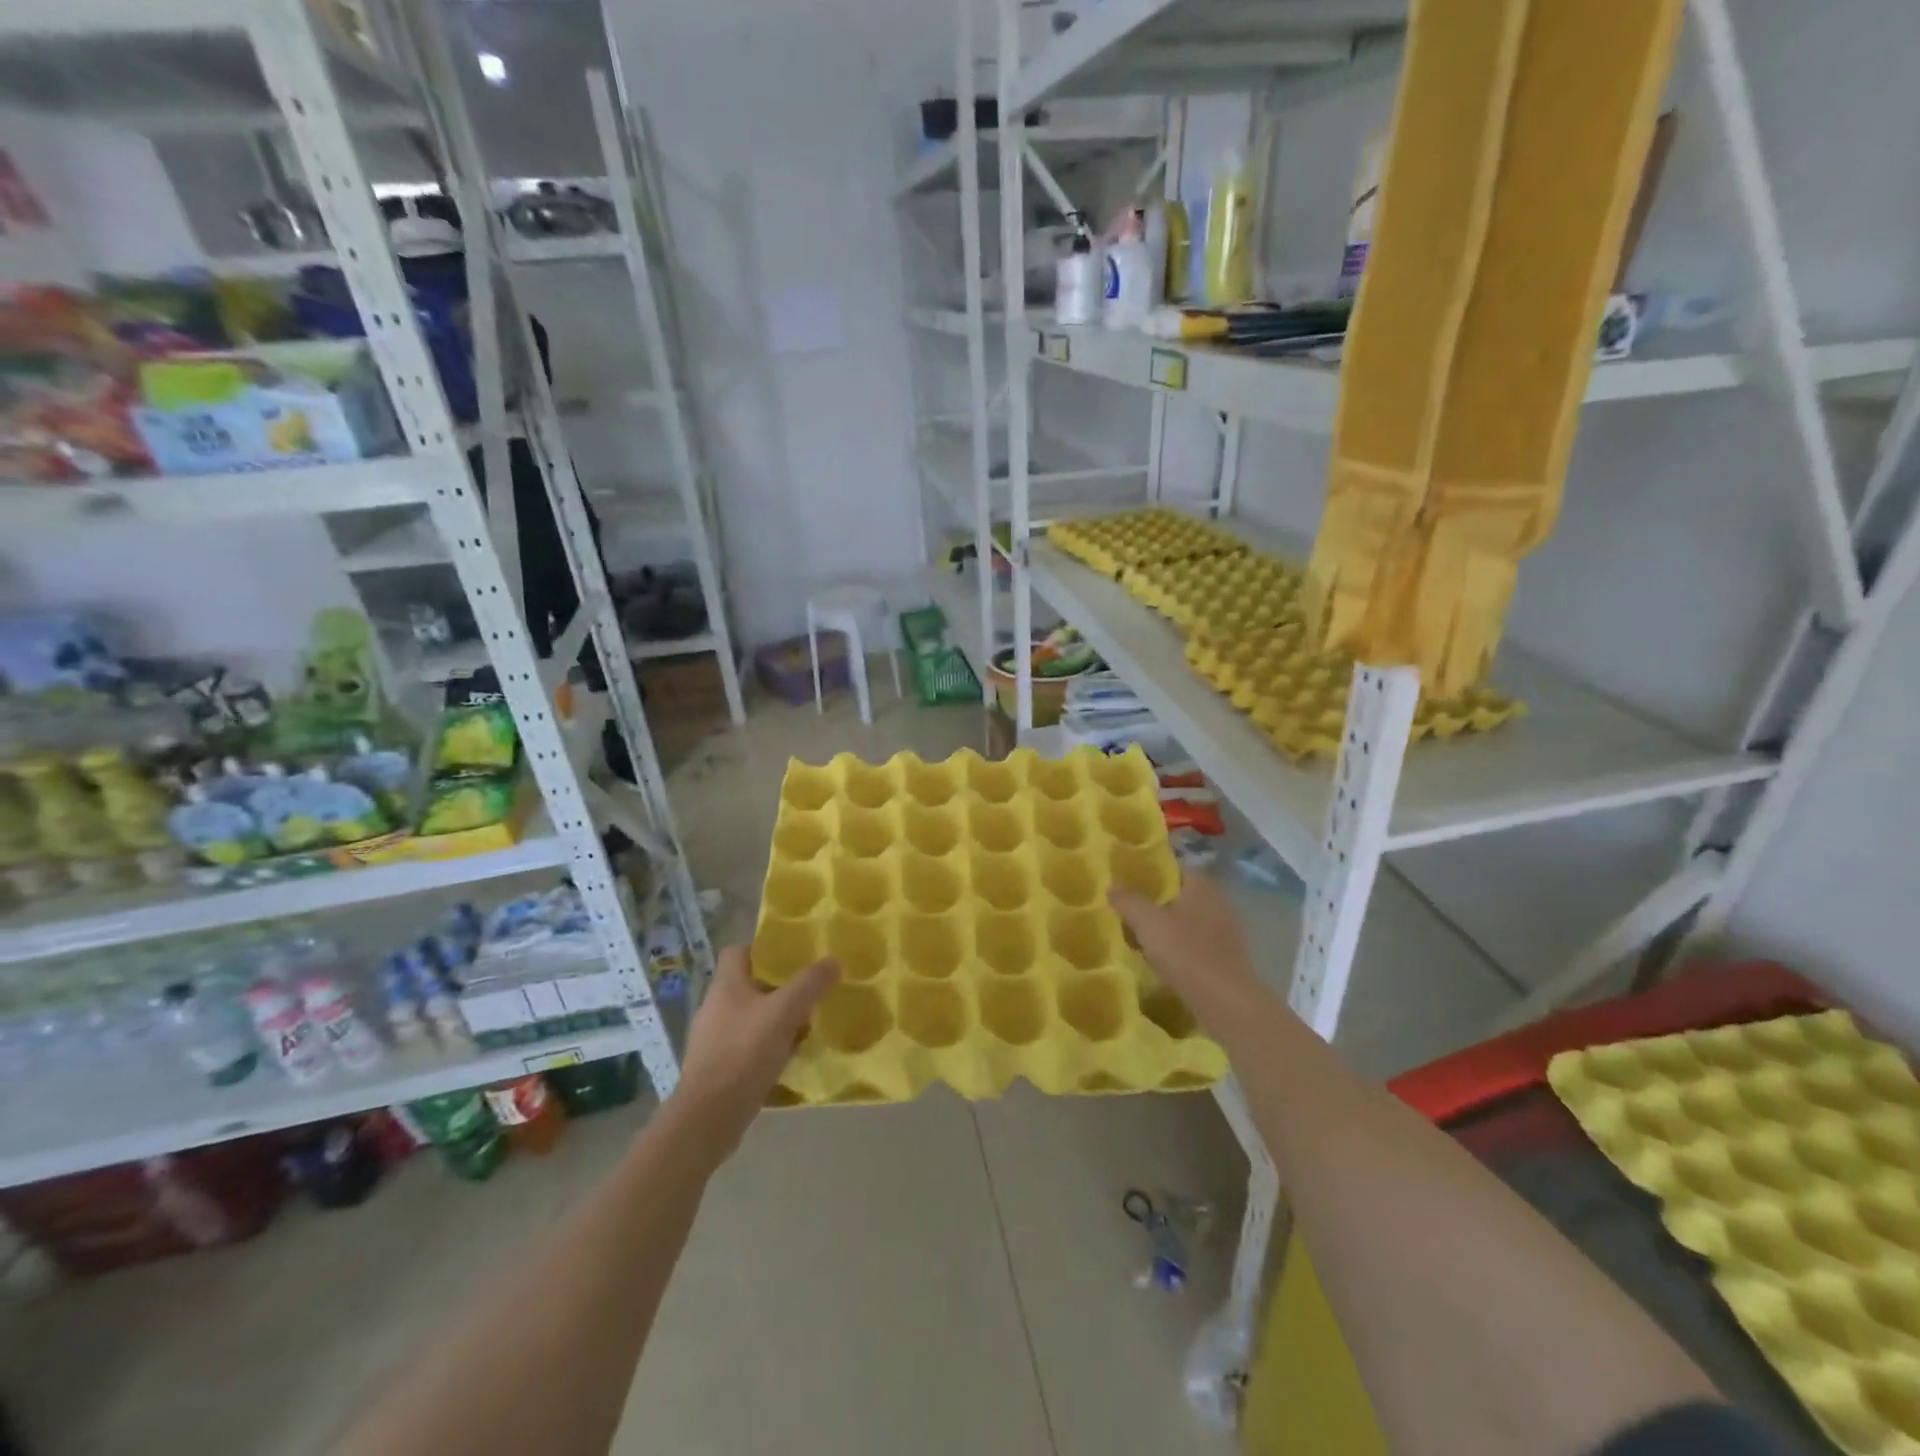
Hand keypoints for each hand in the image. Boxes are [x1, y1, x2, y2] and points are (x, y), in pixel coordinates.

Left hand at [676, 945, 837, 1153]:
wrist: (708, 1117)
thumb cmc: (743, 1053)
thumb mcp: (784, 1013)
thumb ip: (810, 985)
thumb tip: (833, 960)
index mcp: (725, 986)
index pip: (738, 951)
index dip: (763, 948)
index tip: (792, 954)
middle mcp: (715, 1007)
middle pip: (748, 984)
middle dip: (778, 986)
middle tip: (808, 988)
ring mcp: (714, 1040)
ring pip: (750, 1017)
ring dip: (775, 1018)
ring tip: (805, 1022)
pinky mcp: (718, 1068)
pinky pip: (748, 1046)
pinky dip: (768, 1046)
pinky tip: (789, 1055)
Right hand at [1109, 872, 1264, 1033]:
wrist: (1225, 1001)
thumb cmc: (1186, 952)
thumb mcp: (1148, 922)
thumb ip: (1128, 901)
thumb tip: (1112, 887)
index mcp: (1202, 886)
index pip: (1176, 868)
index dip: (1153, 872)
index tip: (1130, 881)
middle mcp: (1219, 902)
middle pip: (1183, 895)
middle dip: (1160, 901)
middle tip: (1132, 909)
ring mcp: (1228, 930)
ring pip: (1191, 920)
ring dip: (1171, 926)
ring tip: (1143, 937)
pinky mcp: (1229, 957)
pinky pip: (1199, 944)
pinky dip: (1183, 948)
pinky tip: (1165, 961)